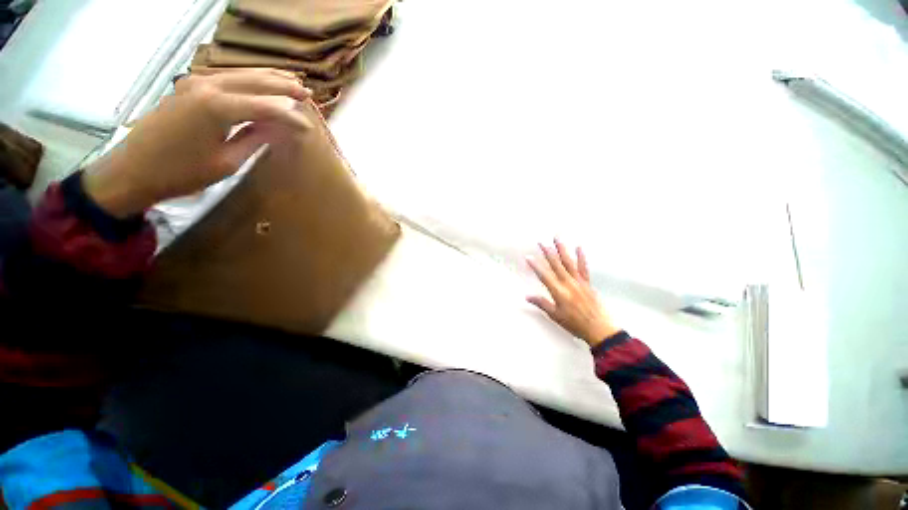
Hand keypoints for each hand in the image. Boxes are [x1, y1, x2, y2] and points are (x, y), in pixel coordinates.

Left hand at [82, 69, 312, 217]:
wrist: (134, 169)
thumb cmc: (182, 172)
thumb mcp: (227, 161)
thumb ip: (255, 139)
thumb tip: (279, 128)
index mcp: (216, 107)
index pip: (266, 106)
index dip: (290, 117)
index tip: (308, 129)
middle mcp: (207, 86)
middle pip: (255, 81)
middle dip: (283, 87)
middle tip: (308, 94)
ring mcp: (195, 82)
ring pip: (241, 74)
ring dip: (268, 78)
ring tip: (292, 81)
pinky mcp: (190, 87)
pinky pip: (227, 78)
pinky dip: (248, 79)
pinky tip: (261, 82)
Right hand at [526, 240, 619, 347]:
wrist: (599, 329)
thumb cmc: (575, 324)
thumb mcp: (555, 316)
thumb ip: (542, 303)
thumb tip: (527, 296)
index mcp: (559, 292)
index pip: (544, 275)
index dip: (535, 266)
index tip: (528, 257)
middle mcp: (568, 283)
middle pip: (556, 265)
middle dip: (548, 252)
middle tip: (541, 242)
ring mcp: (579, 282)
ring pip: (569, 262)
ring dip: (562, 249)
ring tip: (557, 238)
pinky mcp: (587, 283)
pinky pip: (584, 268)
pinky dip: (581, 257)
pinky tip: (579, 247)